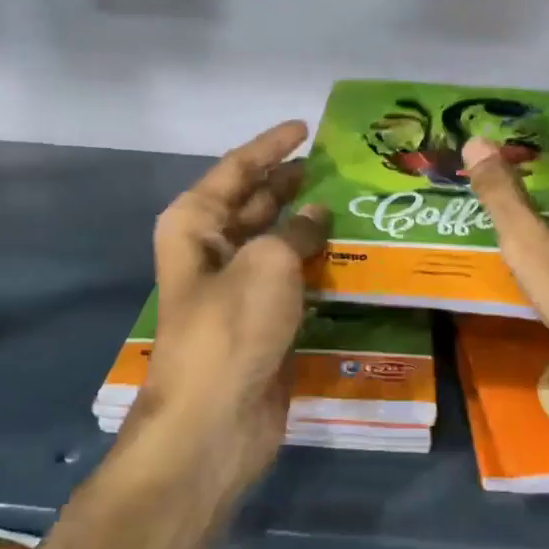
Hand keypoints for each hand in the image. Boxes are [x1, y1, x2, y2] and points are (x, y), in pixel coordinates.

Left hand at [0, 121, 326, 548]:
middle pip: (255, 201)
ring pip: (276, 239)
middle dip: (291, 181)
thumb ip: (296, 230)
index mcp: (196, 224)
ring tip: (352, 199)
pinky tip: (350, 250)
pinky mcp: (261, 318)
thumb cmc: (232, 329)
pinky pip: (292, 276)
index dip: (271, 146)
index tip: (305, 126)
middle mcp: (212, 249)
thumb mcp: (268, 264)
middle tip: (337, 163)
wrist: (216, 422)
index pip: (236, 169)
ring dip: (308, 221)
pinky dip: (315, 261)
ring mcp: (237, 286)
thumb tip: (317, 214)